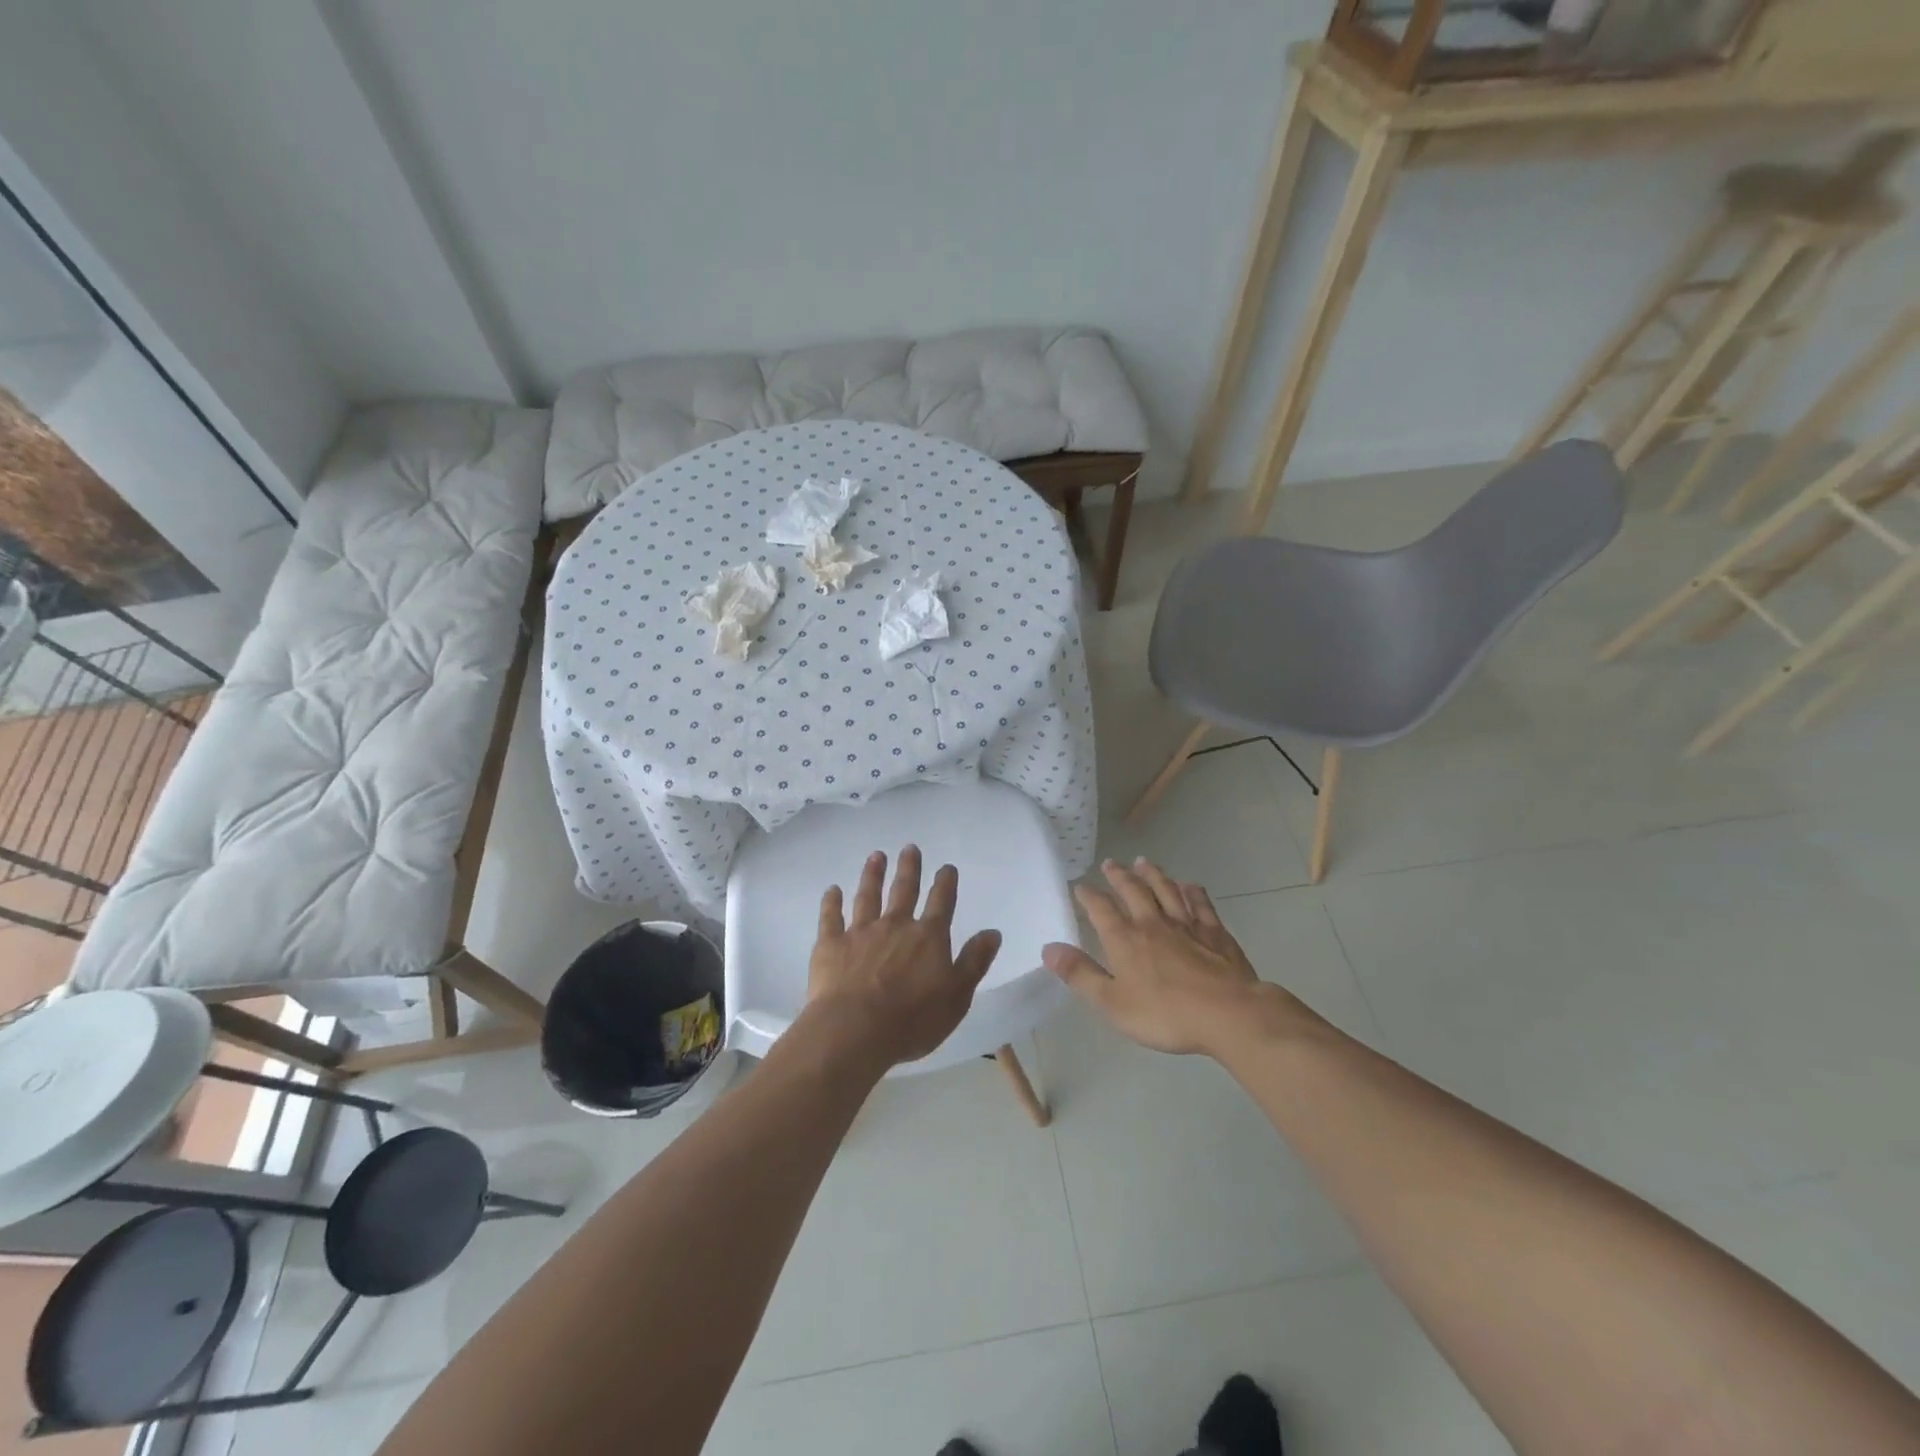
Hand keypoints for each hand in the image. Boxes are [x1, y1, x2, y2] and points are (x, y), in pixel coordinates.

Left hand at [803, 846, 1002, 1070]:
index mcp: (928, 937)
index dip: (945, 883)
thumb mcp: (957, 996)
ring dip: (873, 875)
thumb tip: (993, 932)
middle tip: (910, 848)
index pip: (941, 903)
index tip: (947, 867)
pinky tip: (832, 890)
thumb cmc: (913, 1019)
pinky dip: (832, 902)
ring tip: (876, 856)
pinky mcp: (831, 945)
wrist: (855, 1030)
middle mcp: (895, 925)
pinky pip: (831, 917)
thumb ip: (974, 961)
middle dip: (909, 868)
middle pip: (904, 890)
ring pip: (868, 896)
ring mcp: (861, 932)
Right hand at [1042, 857, 1311, 1056]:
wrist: (1228, 1014)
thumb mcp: (1112, 1002)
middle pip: (1133, 891)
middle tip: (1110, 863)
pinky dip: (1193, 892)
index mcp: (1125, 939)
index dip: (1088, 896)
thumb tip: (1048, 948)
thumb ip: (1080, 974)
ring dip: (1153, 874)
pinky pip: (1200, 904)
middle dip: (1119, 876)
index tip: (1080, 886)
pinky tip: (1190, 886)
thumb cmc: (1165, 1013)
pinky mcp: (1215, 932)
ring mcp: (1186, 924)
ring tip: (1143, 862)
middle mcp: (1152, 923)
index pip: (1101, 909)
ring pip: (1166, 890)